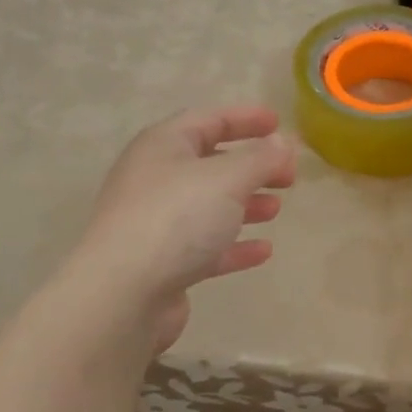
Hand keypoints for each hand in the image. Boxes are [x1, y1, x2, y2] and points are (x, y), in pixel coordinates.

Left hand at [74, 106, 295, 351]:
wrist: (123, 293)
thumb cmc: (176, 219)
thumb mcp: (228, 178)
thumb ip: (261, 158)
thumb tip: (283, 144)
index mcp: (164, 146)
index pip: (209, 120)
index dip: (245, 118)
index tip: (279, 123)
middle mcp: (156, 179)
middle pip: (210, 163)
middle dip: (251, 166)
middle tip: (288, 175)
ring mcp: (157, 222)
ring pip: (209, 205)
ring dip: (244, 203)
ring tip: (276, 208)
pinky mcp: (163, 262)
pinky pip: (206, 245)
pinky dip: (234, 244)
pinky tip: (263, 250)